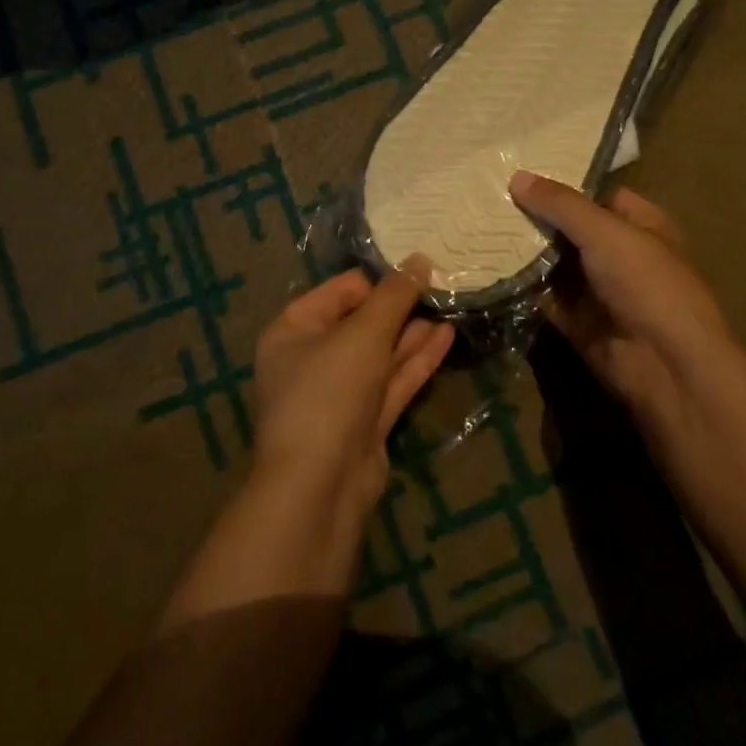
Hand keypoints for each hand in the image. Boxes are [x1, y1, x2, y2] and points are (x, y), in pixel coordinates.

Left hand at [252, 268, 453, 517]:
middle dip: (400, 306)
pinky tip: (447, 337)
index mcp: (293, 330)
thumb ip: (394, 296)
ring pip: (381, 353)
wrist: (319, 486)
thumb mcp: (363, 334)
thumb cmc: (329, 392)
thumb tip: (419, 258)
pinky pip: (392, 381)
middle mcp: (312, 359)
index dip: (379, 281)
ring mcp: (339, 394)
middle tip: (442, 286)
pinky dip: (417, 361)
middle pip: (362, 322)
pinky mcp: (364, 422)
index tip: (418, 271)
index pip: (341, 291)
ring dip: (413, 332)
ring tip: (451, 306)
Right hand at [510, 171, 736, 425]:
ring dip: (524, 252)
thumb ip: (560, 204)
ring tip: (478, 226)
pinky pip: (545, 298)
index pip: (598, 195)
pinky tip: (487, 267)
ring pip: (555, 264)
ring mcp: (599, 291)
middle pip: (571, 230)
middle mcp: (620, 255)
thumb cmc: (646, 283)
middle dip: (535, 218)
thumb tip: (517, 176)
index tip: (519, 172)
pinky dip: (522, 287)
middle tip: (487, 198)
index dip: (563, 185)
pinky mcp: (578, 322)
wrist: (665, 364)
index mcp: (641, 225)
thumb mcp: (604, 232)